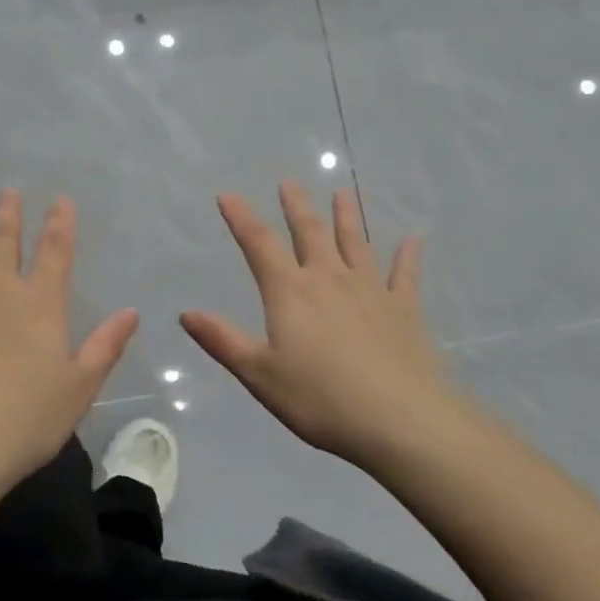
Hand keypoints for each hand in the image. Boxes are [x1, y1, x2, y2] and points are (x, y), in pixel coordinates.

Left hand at [0, 189, 138, 493]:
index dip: (61, 224)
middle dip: (9, 214)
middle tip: (8, 191)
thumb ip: (105, 346)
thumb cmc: (25, 421)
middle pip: (5, 241)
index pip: (56, 253)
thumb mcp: (79, 388)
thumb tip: (131, 313)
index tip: (62, 200)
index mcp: (40, 305)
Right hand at [181, 182, 457, 468]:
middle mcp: (329, 279)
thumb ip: (223, 341)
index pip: (259, 245)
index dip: (241, 218)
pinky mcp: (404, 309)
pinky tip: (414, 239)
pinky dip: (408, 255)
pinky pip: (405, 274)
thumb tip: (186, 313)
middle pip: (310, 232)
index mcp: (290, 293)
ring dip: (347, 216)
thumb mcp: (259, 374)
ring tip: (343, 193)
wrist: (399, 419)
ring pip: (356, 243)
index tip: (228, 194)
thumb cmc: (320, 399)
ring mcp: (370, 290)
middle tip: (290, 182)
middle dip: (297, 206)